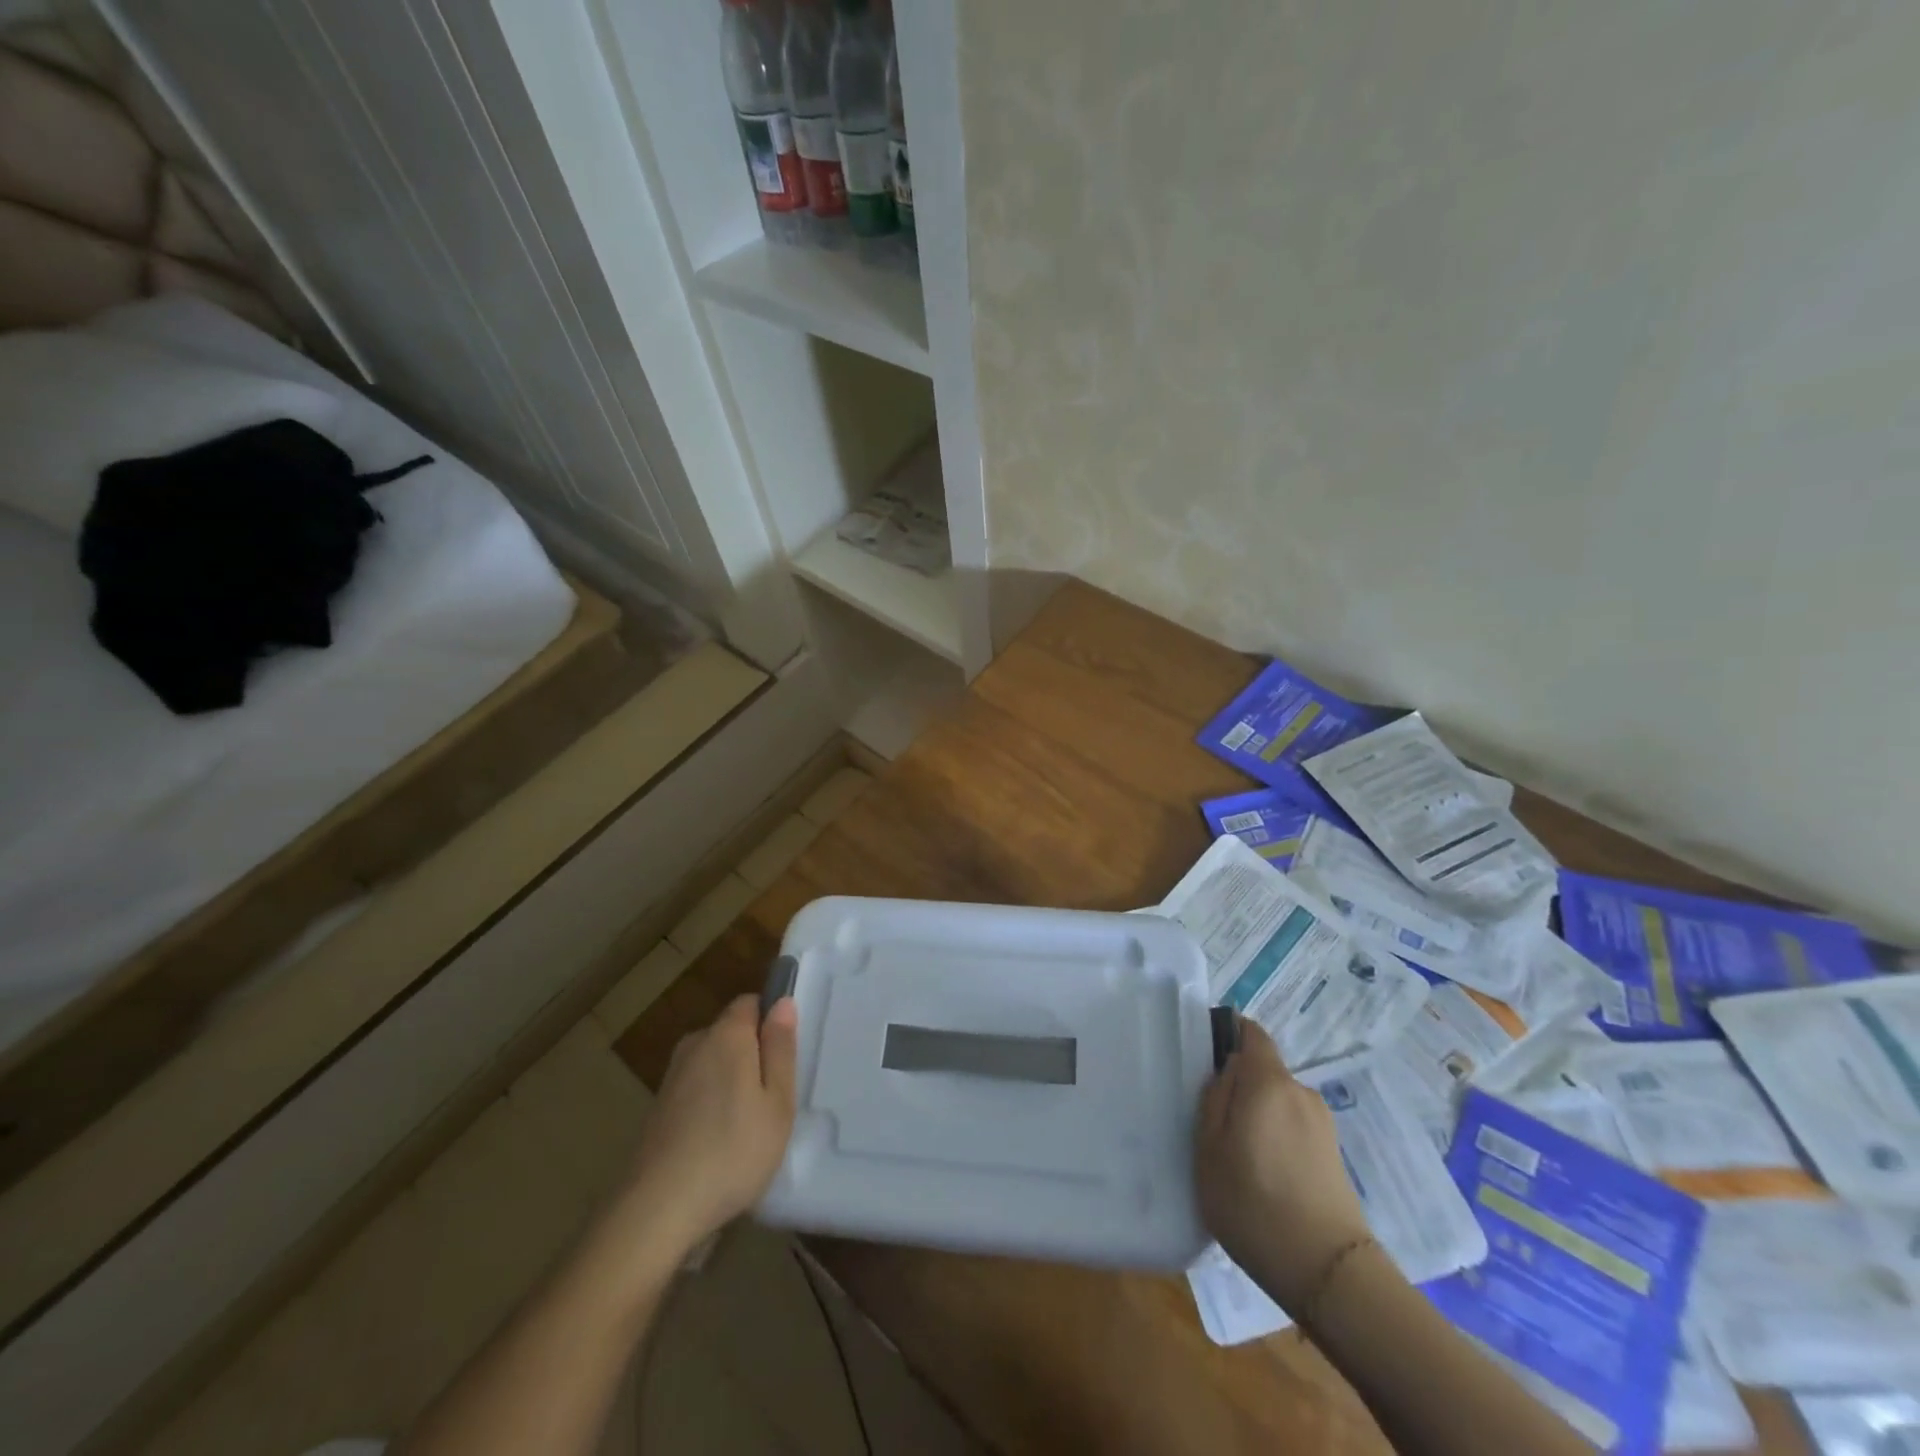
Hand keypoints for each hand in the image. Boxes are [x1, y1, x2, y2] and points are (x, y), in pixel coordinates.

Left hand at [620, 994, 797, 1255]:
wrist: (657, 1211)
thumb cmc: (732, 1151)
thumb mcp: (777, 1101)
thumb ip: (781, 1048)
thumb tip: (782, 1003)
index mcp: (726, 1035)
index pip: (750, 1002)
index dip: (770, 1021)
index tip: (784, 1058)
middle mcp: (695, 1045)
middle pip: (731, 1033)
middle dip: (752, 1054)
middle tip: (773, 1098)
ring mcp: (672, 1077)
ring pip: (713, 1063)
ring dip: (731, 1082)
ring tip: (749, 1125)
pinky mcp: (658, 1109)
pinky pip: (696, 1089)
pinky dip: (710, 1104)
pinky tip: (719, 1142)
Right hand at [1194, 1019, 1370, 1310]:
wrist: (1328, 1272)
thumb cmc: (1253, 1203)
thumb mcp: (1209, 1148)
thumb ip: (1213, 1098)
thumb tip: (1226, 1071)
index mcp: (1269, 1081)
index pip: (1251, 1033)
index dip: (1228, 1036)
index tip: (1205, 1064)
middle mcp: (1301, 1091)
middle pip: (1263, 1071)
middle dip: (1238, 1088)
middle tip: (1212, 1125)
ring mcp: (1322, 1124)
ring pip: (1277, 1103)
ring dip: (1257, 1118)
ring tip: (1237, 1160)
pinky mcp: (1333, 1155)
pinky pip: (1293, 1129)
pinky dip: (1276, 1141)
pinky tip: (1263, 1180)